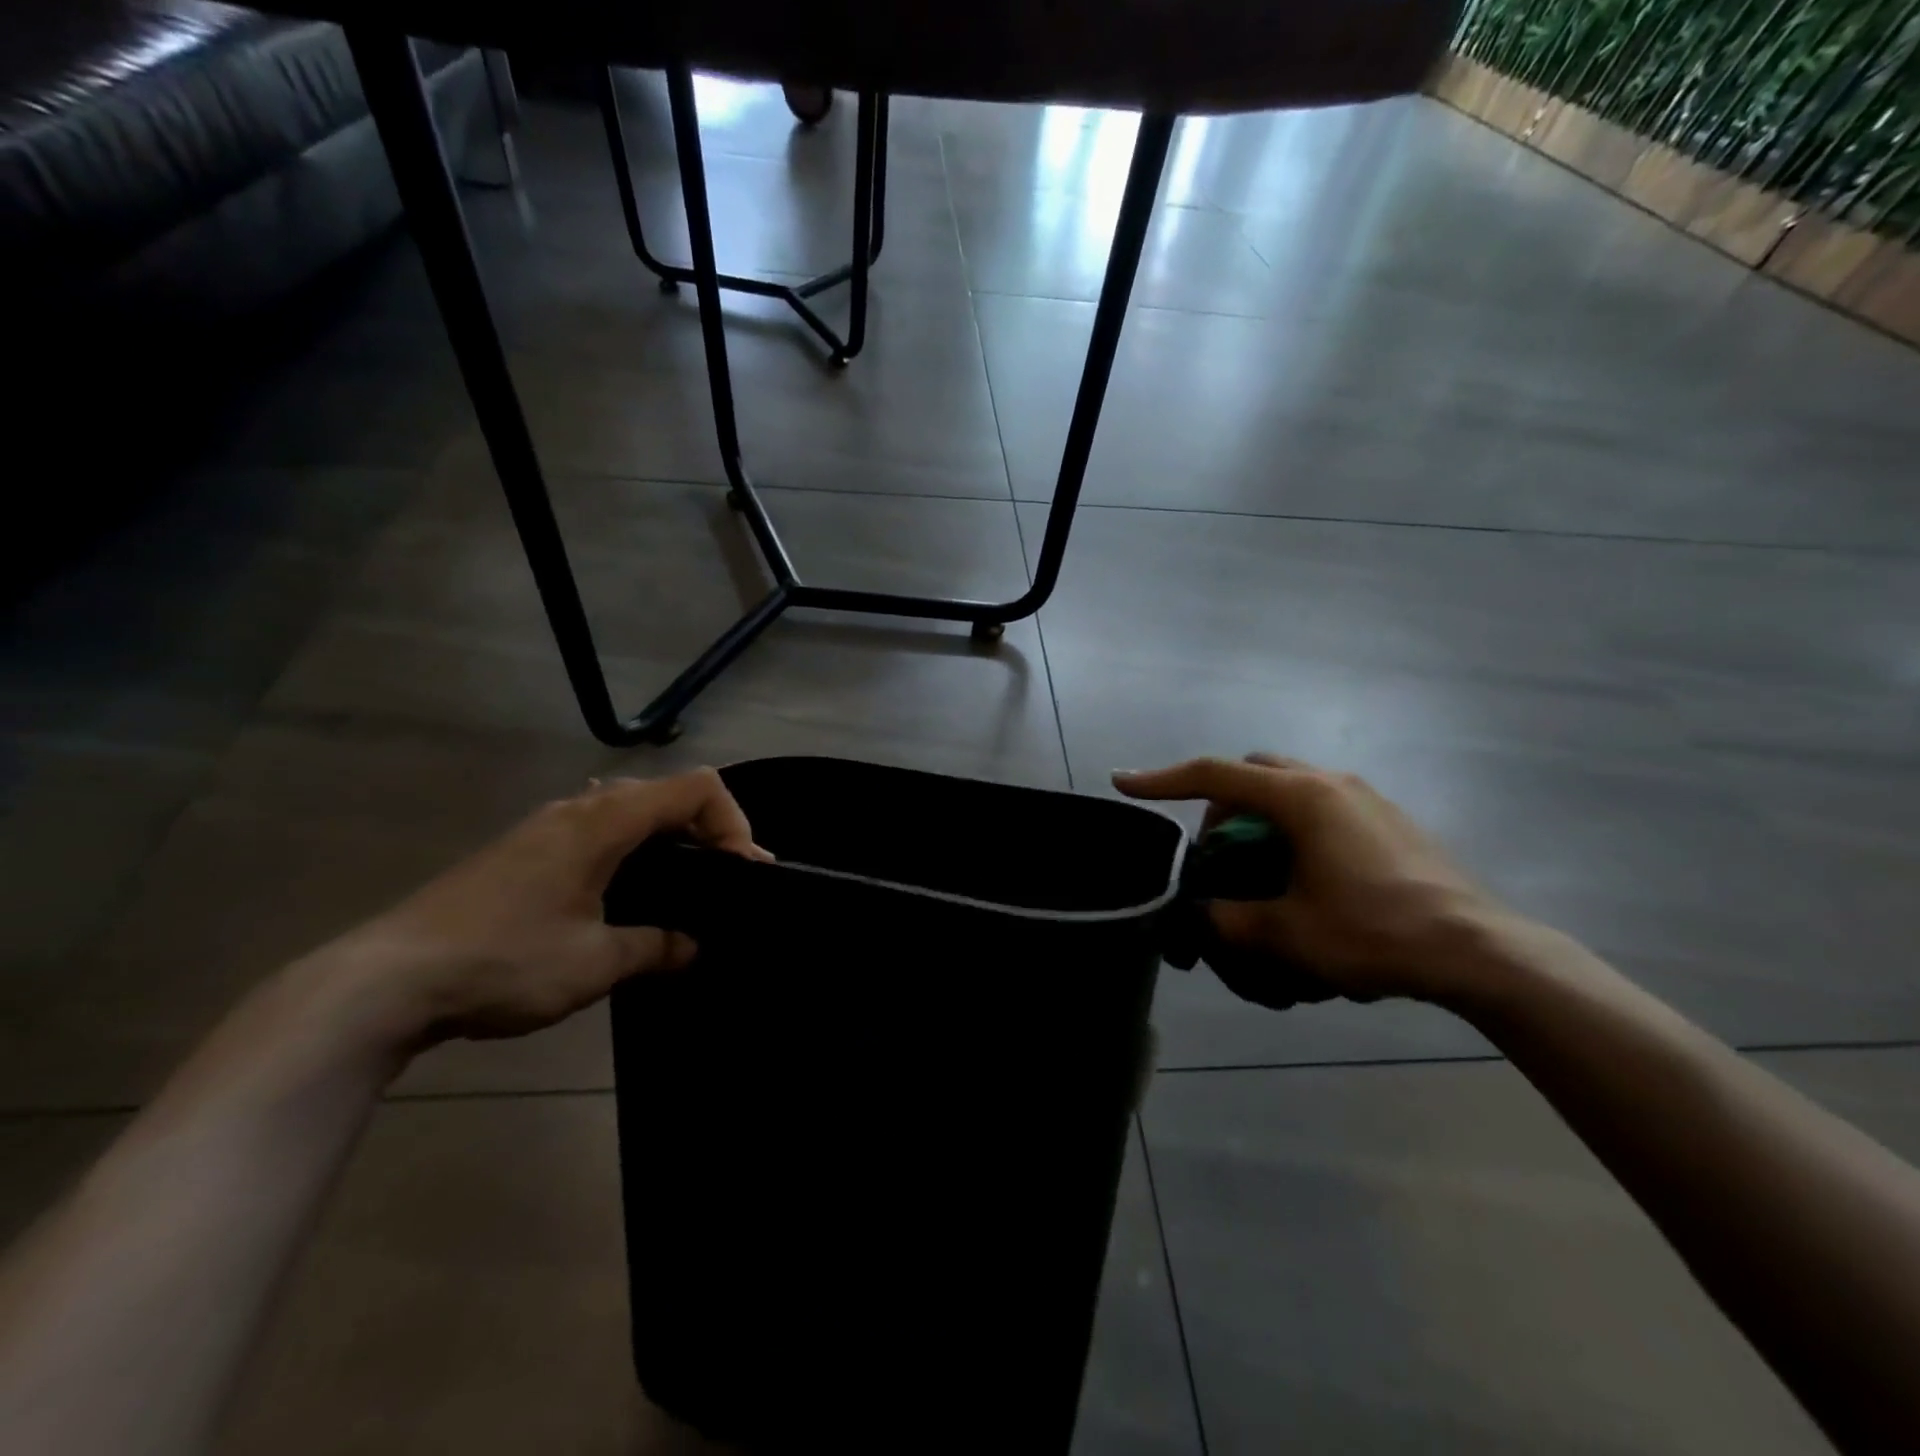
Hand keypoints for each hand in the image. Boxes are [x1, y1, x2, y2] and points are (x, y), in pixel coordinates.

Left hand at [319, 769, 767, 1042]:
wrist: (382, 983)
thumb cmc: (502, 961)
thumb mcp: (594, 963)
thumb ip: (656, 947)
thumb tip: (692, 946)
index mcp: (603, 822)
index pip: (696, 789)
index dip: (734, 822)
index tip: (742, 873)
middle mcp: (577, 810)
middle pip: (665, 791)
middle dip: (707, 828)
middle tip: (725, 878)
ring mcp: (544, 827)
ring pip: (628, 807)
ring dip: (668, 836)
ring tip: (684, 884)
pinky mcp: (522, 851)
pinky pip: (597, 828)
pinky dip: (632, 846)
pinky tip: (625, 889)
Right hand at [1116, 755, 1515, 1005]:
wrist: (1480, 953)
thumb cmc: (1377, 934)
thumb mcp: (1287, 936)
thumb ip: (1229, 921)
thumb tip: (1206, 914)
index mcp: (1302, 798)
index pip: (1215, 775)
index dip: (1163, 779)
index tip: (1125, 783)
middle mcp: (1331, 783)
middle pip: (1253, 771)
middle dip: (1221, 803)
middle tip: (1216, 854)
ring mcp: (1366, 798)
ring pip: (1289, 787)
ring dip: (1259, 817)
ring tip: (1258, 869)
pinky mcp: (1388, 820)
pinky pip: (1321, 807)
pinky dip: (1293, 828)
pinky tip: (1304, 876)